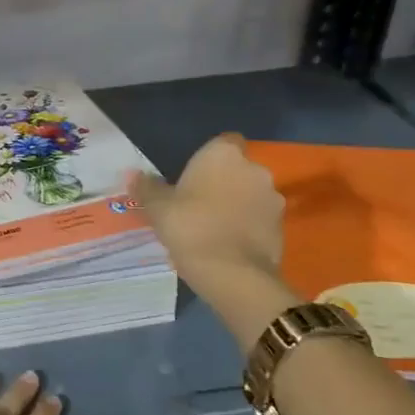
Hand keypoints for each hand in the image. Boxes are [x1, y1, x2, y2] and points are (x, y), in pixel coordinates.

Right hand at [127, 135, 301, 352]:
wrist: (232, 273)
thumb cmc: (190, 227)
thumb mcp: (158, 208)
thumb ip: (146, 188)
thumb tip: (132, 174)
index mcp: (223, 155)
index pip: (224, 141)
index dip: (211, 157)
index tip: (194, 175)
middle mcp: (254, 169)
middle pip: (238, 169)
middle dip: (224, 182)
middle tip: (199, 203)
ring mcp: (273, 198)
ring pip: (251, 194)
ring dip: (238, 204)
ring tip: (214, 227)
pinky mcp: (282, 227)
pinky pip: (260, 219)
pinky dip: (248, 226)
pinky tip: (229, 245)